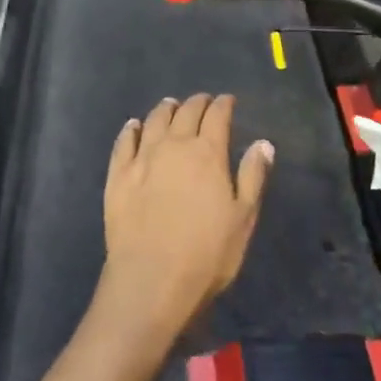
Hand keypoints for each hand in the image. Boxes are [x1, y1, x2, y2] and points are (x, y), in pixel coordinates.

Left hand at [99, 94, 272, 340]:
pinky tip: (133, 126)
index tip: (228, 101)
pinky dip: (131, 129)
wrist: (151, 279)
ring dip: (165, 110)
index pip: (217, 116)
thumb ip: (253, 176)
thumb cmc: (207, 253)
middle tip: (203, 101)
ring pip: (153, 121)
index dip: (224, 105)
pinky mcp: (117, 175)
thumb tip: (263, 143)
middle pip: (185, 113)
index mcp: (208, 153)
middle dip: (197, 103)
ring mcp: (142, 158)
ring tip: (170, 105)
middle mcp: (174, 146)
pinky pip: (124, 142)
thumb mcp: (243, 218)